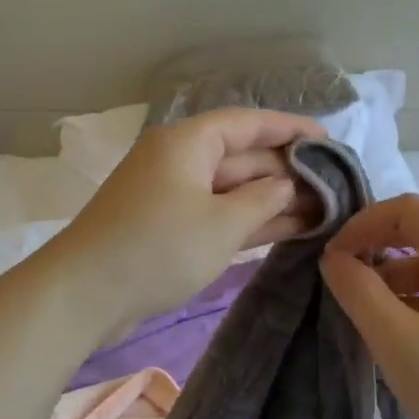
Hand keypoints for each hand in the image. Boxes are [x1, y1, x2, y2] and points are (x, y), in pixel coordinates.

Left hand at [50, 107, 326, 331]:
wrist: (84, 294)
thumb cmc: (157, 248)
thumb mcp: (221, 223)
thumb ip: (263, 199)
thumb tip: (286, 185)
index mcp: (188, 143)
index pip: (248, 123)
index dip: (291, 128)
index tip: (329, 140)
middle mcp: (181, 160)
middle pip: (242, 155)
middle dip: (287, 171)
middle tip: (335, 187)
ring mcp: (174, 194)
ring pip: (232, 188)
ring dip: (273, 198)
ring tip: (323, 209)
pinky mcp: (169, 226)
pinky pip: (218, 212)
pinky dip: (249, 219)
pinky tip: (289, 228)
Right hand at [319, 195, 418, 418]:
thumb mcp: (397, 341)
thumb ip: (359, 291)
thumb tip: (333, 257)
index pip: (409, 209)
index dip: (365, 222)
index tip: (335, 256)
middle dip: (376, 244)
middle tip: (342, 275)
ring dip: (391, 273)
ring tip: (363, 310)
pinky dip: (411, 296)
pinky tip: (394, 330)